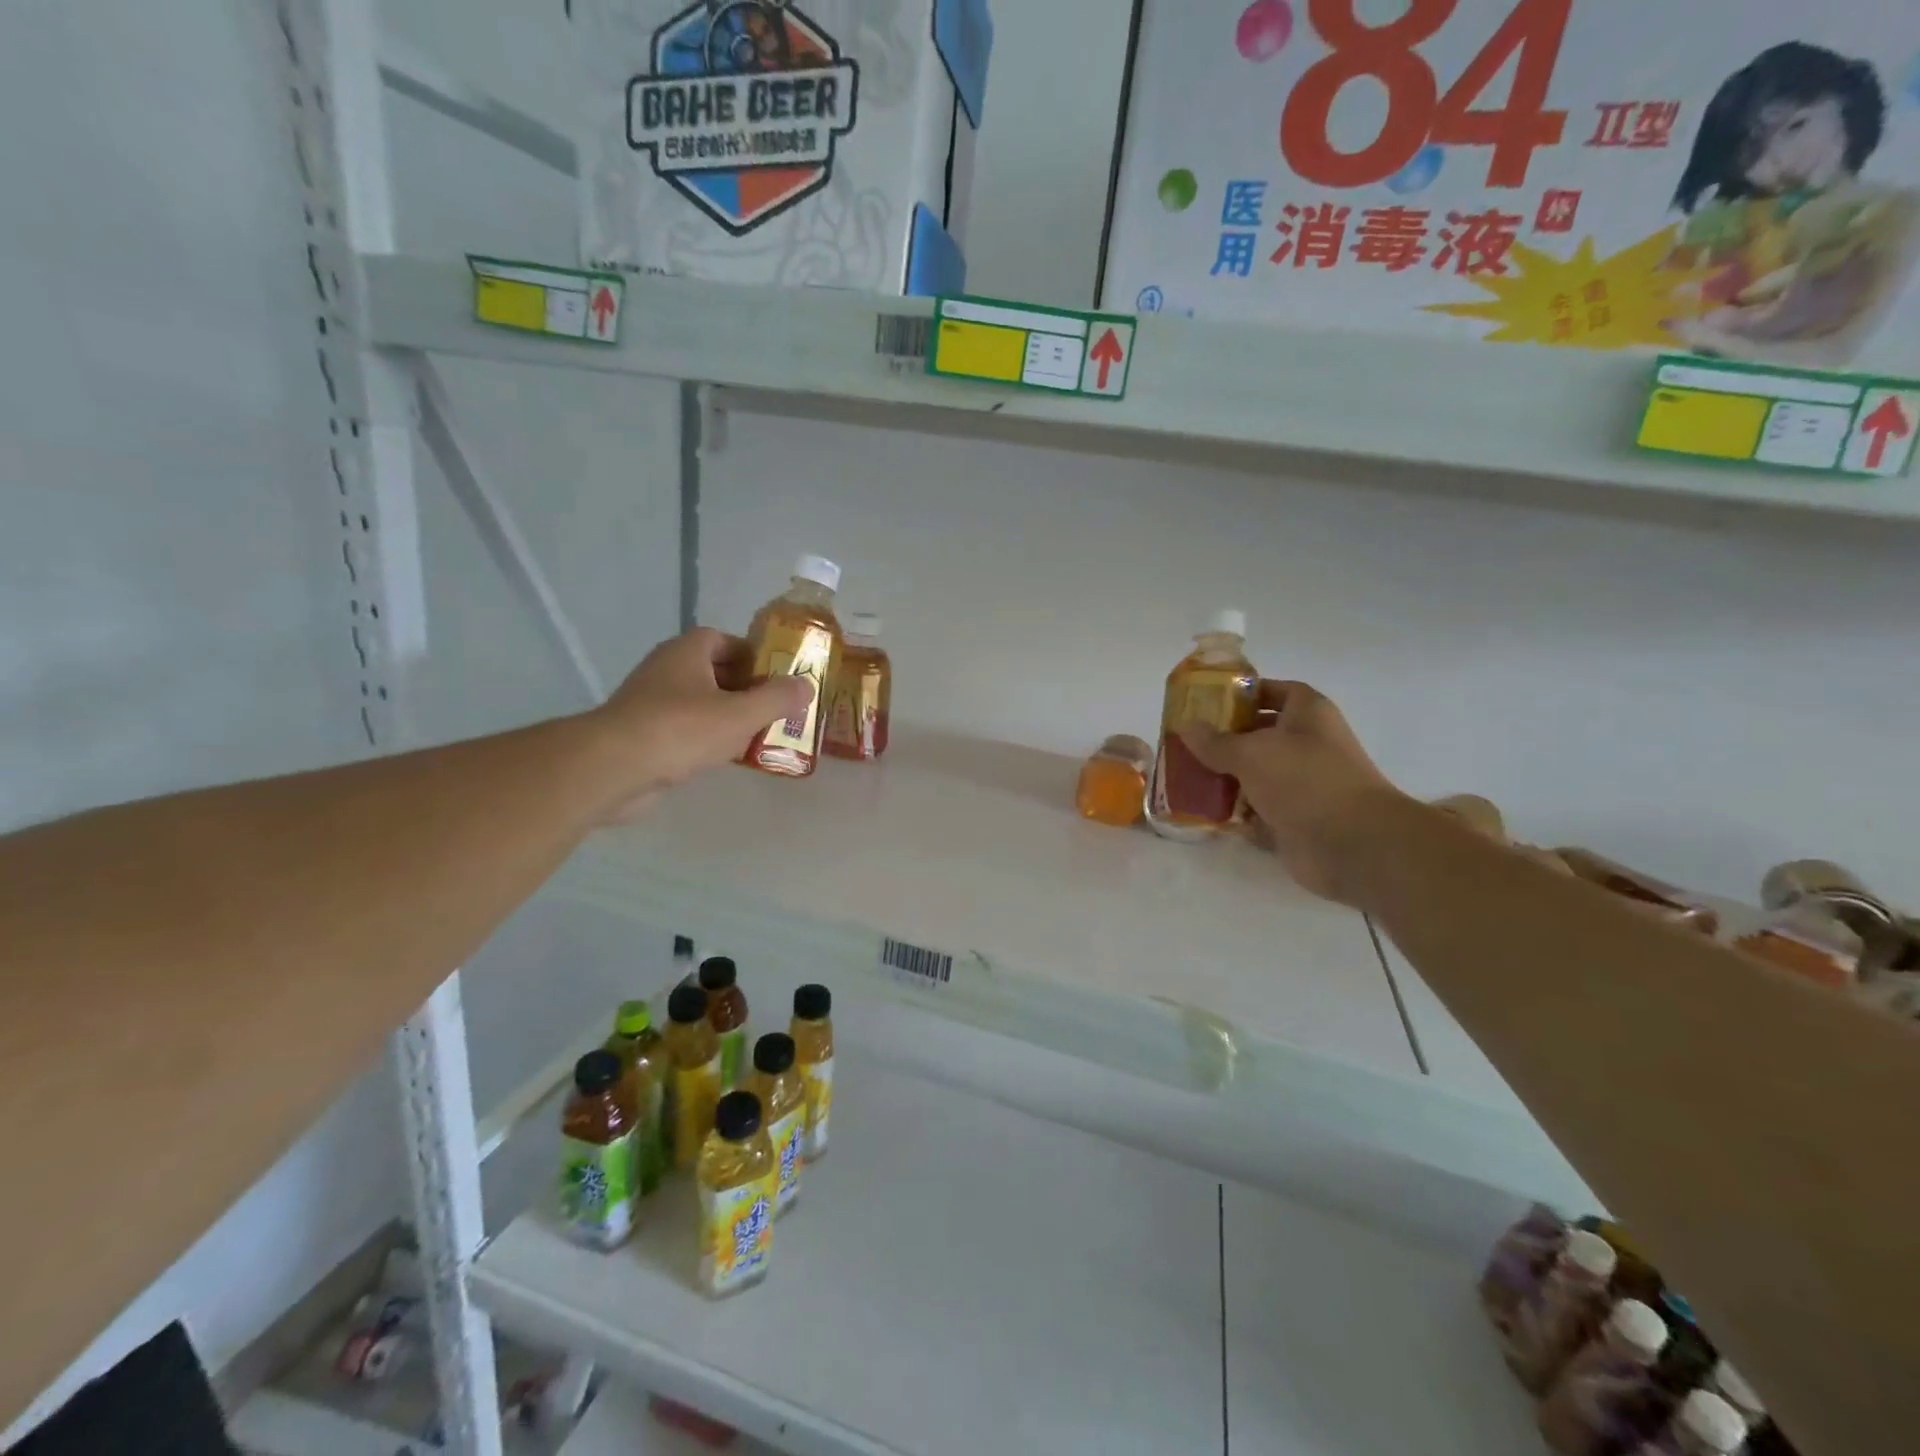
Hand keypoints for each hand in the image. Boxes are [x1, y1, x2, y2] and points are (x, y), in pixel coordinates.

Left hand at [589, 628, 810, 822]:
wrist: (614, 768)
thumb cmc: (681, 729)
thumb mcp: (741, 713)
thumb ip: (777, 699)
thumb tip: (807, 684)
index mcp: (687, 652)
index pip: (724, 640)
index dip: (753, 655)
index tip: (778, 677)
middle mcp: (667, 670)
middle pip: (714, 672)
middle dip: (746, 689)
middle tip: (775, 710)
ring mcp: (651, 703)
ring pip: (700, 703)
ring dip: (728, 717)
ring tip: (759, 736)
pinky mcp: (644, 735)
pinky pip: (685, 730)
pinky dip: (707, 740)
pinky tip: (727, 759)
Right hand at [1179, 680, 1410, 904]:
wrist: (1353, 845)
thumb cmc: (1305, 781)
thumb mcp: (1252, 753)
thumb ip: (1215, 741)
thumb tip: (1185, 726)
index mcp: (1308, 715)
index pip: (1274, 691)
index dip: (1243, 694)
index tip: (1206, 703)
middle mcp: (1307, 745)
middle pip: (1258, 735)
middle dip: (1222, 740)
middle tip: (1184, 744)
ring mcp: (1301, 785)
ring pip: (1255, 775)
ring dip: (1224, 778)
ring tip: (1184, 778)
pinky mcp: (1293, 819)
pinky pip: (1257, 811)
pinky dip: (1234, 813)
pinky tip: (1202, 812)